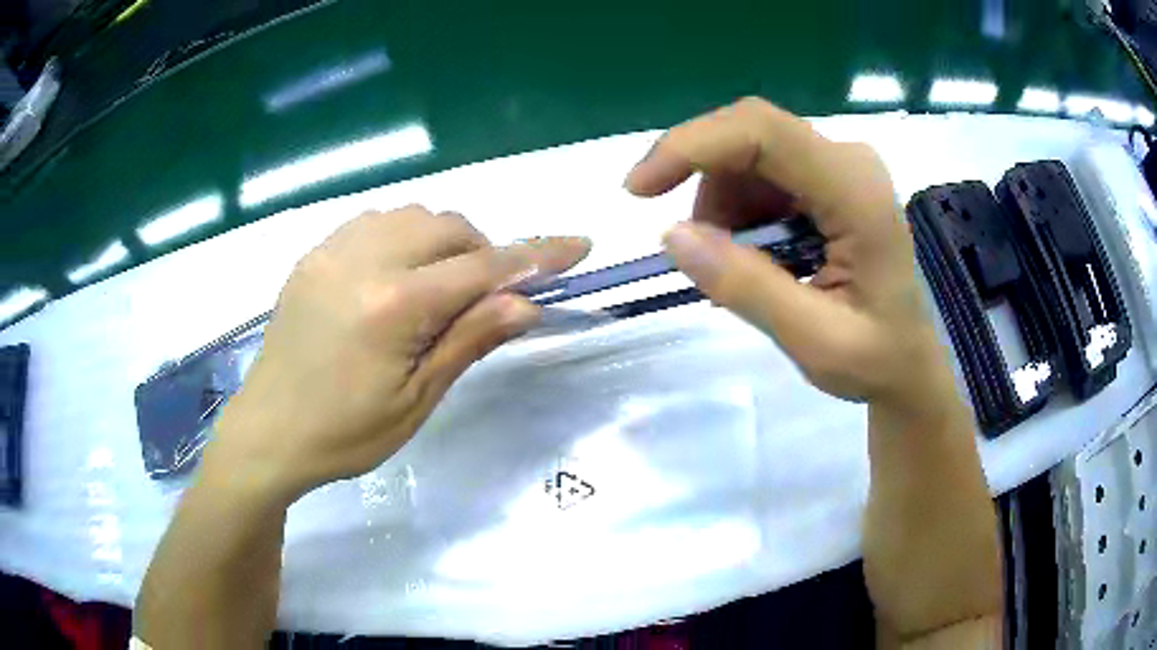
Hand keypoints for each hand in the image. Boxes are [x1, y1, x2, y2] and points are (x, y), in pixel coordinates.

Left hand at [205, 206, 589, 500]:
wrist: (269, 432)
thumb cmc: (345, 433)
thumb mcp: (416, 400)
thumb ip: (469, 340)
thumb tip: (525, 303)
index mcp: (393, 306)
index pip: (483, 268)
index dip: (536, 256)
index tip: (577, 245)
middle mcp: (363, 261)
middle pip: (448, 227)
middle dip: (482, 252)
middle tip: (484, 296)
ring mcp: (331, 251)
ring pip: (411, 215)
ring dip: (442, 240)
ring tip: (438, 285)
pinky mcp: (313, 255)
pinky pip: (373, 222)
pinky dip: (402, 236)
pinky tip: (394, 274)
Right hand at [625, 97, 946, 411]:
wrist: (908, 363)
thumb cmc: (876, 359)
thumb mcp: (814, 340)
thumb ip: (748, 288)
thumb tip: (673, 236)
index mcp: (856, 191)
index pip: (763, 133)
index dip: (692, 145)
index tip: (639, 190)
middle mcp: (849, 160)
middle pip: (751, 134)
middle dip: (701, 178)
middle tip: (683, 241)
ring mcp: (841, 165)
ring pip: (751, 153)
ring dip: (722, 204)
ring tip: (732, 265)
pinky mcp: (831, 178)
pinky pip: (764, 173)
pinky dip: (740, 210)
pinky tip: (752, 254)